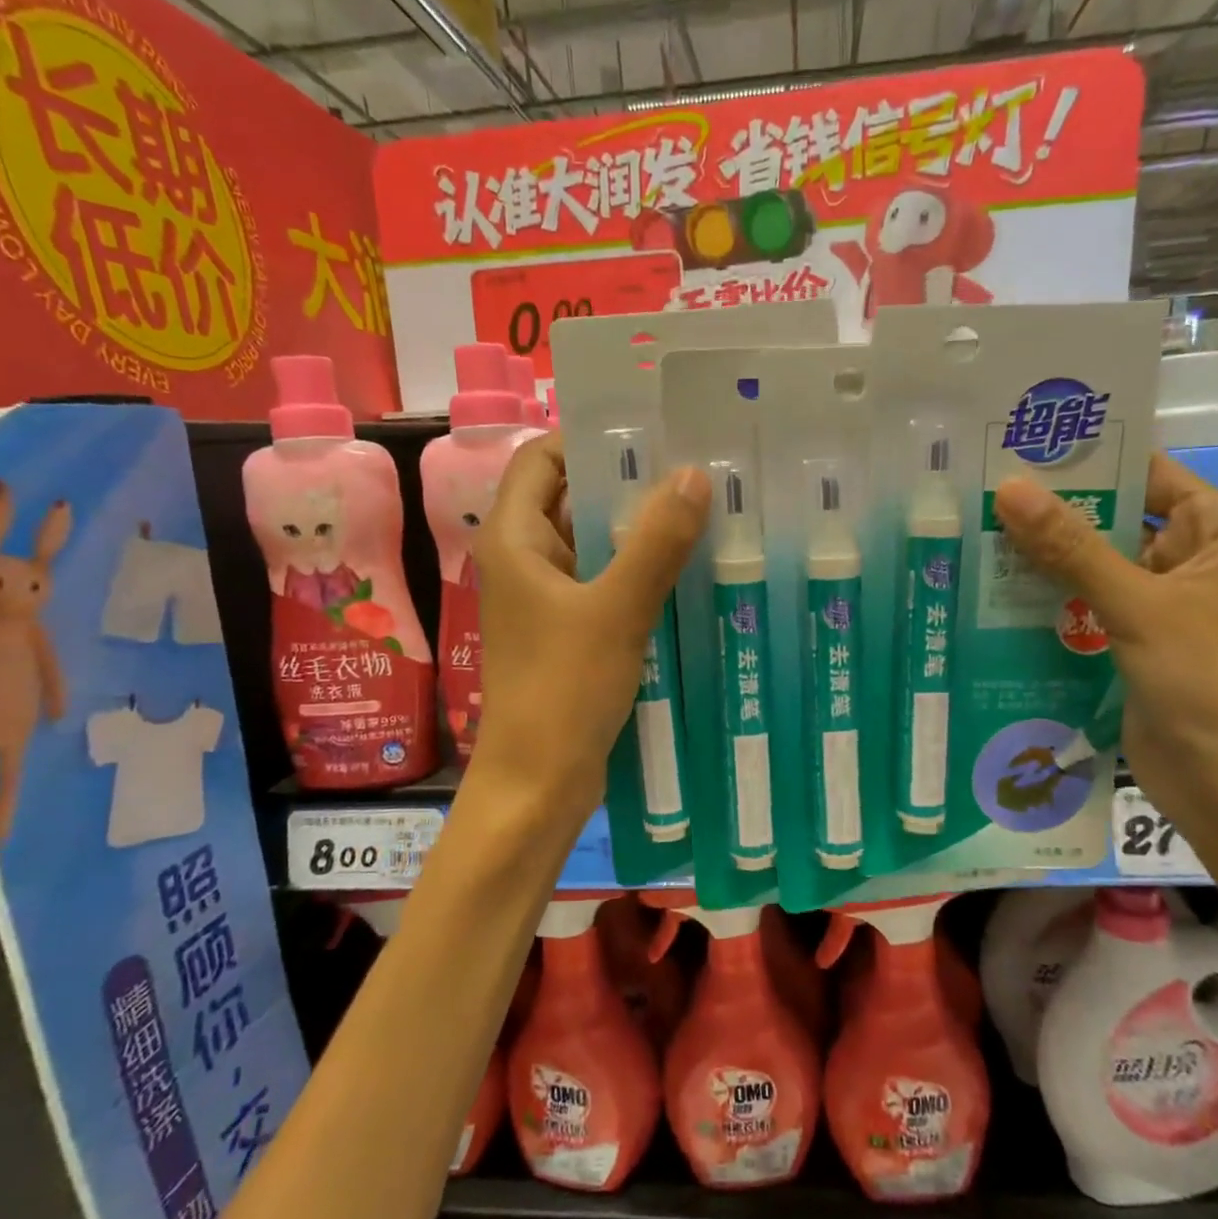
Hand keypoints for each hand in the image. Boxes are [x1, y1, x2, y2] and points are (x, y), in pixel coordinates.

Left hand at [473, 433, 710, 816]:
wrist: (539, 783)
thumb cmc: (564, 691)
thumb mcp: (616, 610)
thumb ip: (655, 541)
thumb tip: (694, 474)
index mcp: (515, 540)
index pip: (543, 458)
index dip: (591, 439)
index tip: (652, 434)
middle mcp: (524, 561)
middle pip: (572, 498)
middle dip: (627, 483)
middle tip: (694, 469)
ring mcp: (546, 600)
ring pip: (593, 545)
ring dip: (638, 530)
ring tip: (702, 511)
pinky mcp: (567, 633)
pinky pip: (603, 584)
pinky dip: (638, 571)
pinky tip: (686, 570)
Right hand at [991, 453, 1217, 844]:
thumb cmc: (1208, 680)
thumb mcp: (1138, 605)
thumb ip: (1071, 547)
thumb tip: (1008, 487)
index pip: (1147, 474)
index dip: (1087, 461)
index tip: (1017, 447)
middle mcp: (1192, 561)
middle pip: (1113, 520)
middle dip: (1052, 513)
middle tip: (977, 491)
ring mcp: (1161, 606)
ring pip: (1093, 567)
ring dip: (1042, 560)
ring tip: (971, 535)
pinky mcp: (1133, 644)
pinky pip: (1084, 608)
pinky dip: (1047, 601)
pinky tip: (992, 592)